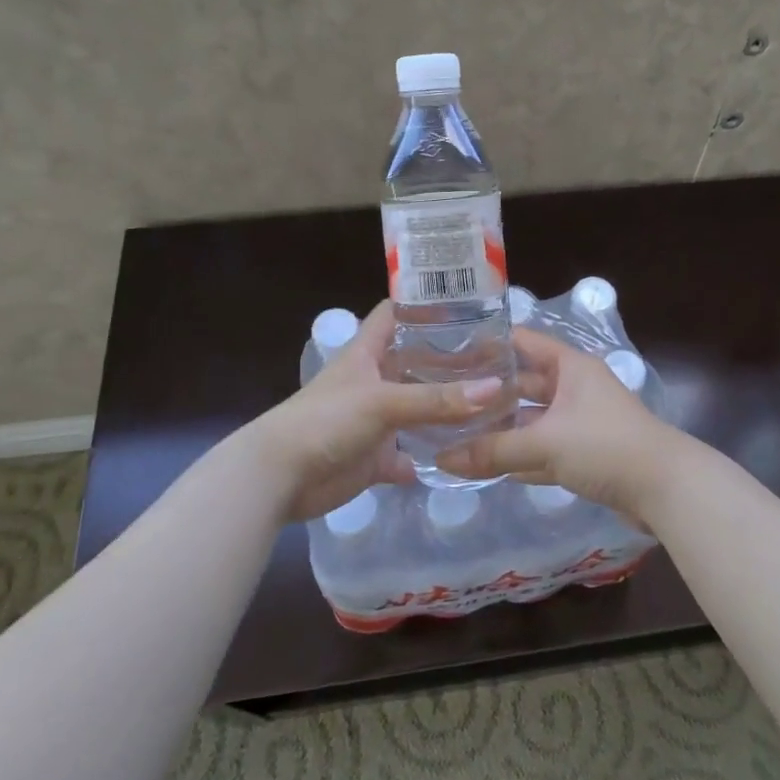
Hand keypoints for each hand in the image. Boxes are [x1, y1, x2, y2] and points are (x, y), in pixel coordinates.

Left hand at [247, 301, 504, 521]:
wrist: (280, 477)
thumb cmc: (326, 421)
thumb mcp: (383, 402)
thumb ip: (437, 399)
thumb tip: (495, 389)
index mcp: (368, 352)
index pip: (396, 313)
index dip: (425, 304)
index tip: (467, 302)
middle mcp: (374, 380)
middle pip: (415, 362)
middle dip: (450, 361)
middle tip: (499, 359)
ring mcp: (374, 420)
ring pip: (417, 409)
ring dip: (445, 410)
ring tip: (494, 403)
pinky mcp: (374, 457)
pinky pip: (409, 454)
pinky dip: (429, 456)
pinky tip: (463, 454)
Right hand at [436, 328, 685, 521]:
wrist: (665, 489)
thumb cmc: (605, 446)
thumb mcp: (545, 443)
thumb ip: (493, 450)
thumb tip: (441, 459)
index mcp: (570, 367)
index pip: (523, 342)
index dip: (489, 344)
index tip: (449, 352)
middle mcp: (575, 387)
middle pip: (524, 384)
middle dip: (490, 393)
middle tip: (446, 399)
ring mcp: (581, 421)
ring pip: (533, 420)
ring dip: (503, 428)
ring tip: (457, 432)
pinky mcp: (585, 453)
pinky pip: (543, 448)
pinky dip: (521, 455)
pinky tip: (488, 464)